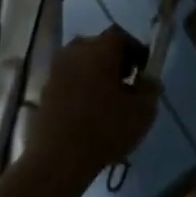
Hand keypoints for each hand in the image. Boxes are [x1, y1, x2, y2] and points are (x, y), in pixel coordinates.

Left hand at [26, 27, 158, 186]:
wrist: (58, 159)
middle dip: (114, 61)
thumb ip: (150, 90)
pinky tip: (88, 111)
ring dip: (95, 74)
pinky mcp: (44, 90)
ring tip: (107, 99)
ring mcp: (56, 70)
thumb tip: (149, 81)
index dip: (135, 52)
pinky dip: (80, 88)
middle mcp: (75, 51)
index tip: (143, 71)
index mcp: (100, 48)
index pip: (122, 37)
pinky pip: (69, 80)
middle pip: (99, 47)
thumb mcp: (142, 111)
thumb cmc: (105, 129)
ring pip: (82, 63)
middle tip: (126, 84)